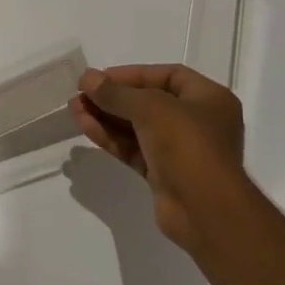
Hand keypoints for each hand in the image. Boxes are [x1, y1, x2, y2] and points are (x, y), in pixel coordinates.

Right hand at [70, 64, 248, 255]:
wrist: (205, 211)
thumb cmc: (188, 145)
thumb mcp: (150, 108)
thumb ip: (116, 92)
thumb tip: (87, 78)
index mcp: (209, 99)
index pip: (168, 75)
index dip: (133, 74)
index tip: (101, 77)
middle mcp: (197, 122)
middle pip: (149, 101)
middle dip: (113, 97)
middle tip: (81, 93)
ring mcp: (180, 150)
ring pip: (137, 127)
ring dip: (106, 116)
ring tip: (74, 108)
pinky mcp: (163, 173)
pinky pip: (133, 148)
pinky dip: (111, 137)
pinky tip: (85, 127)